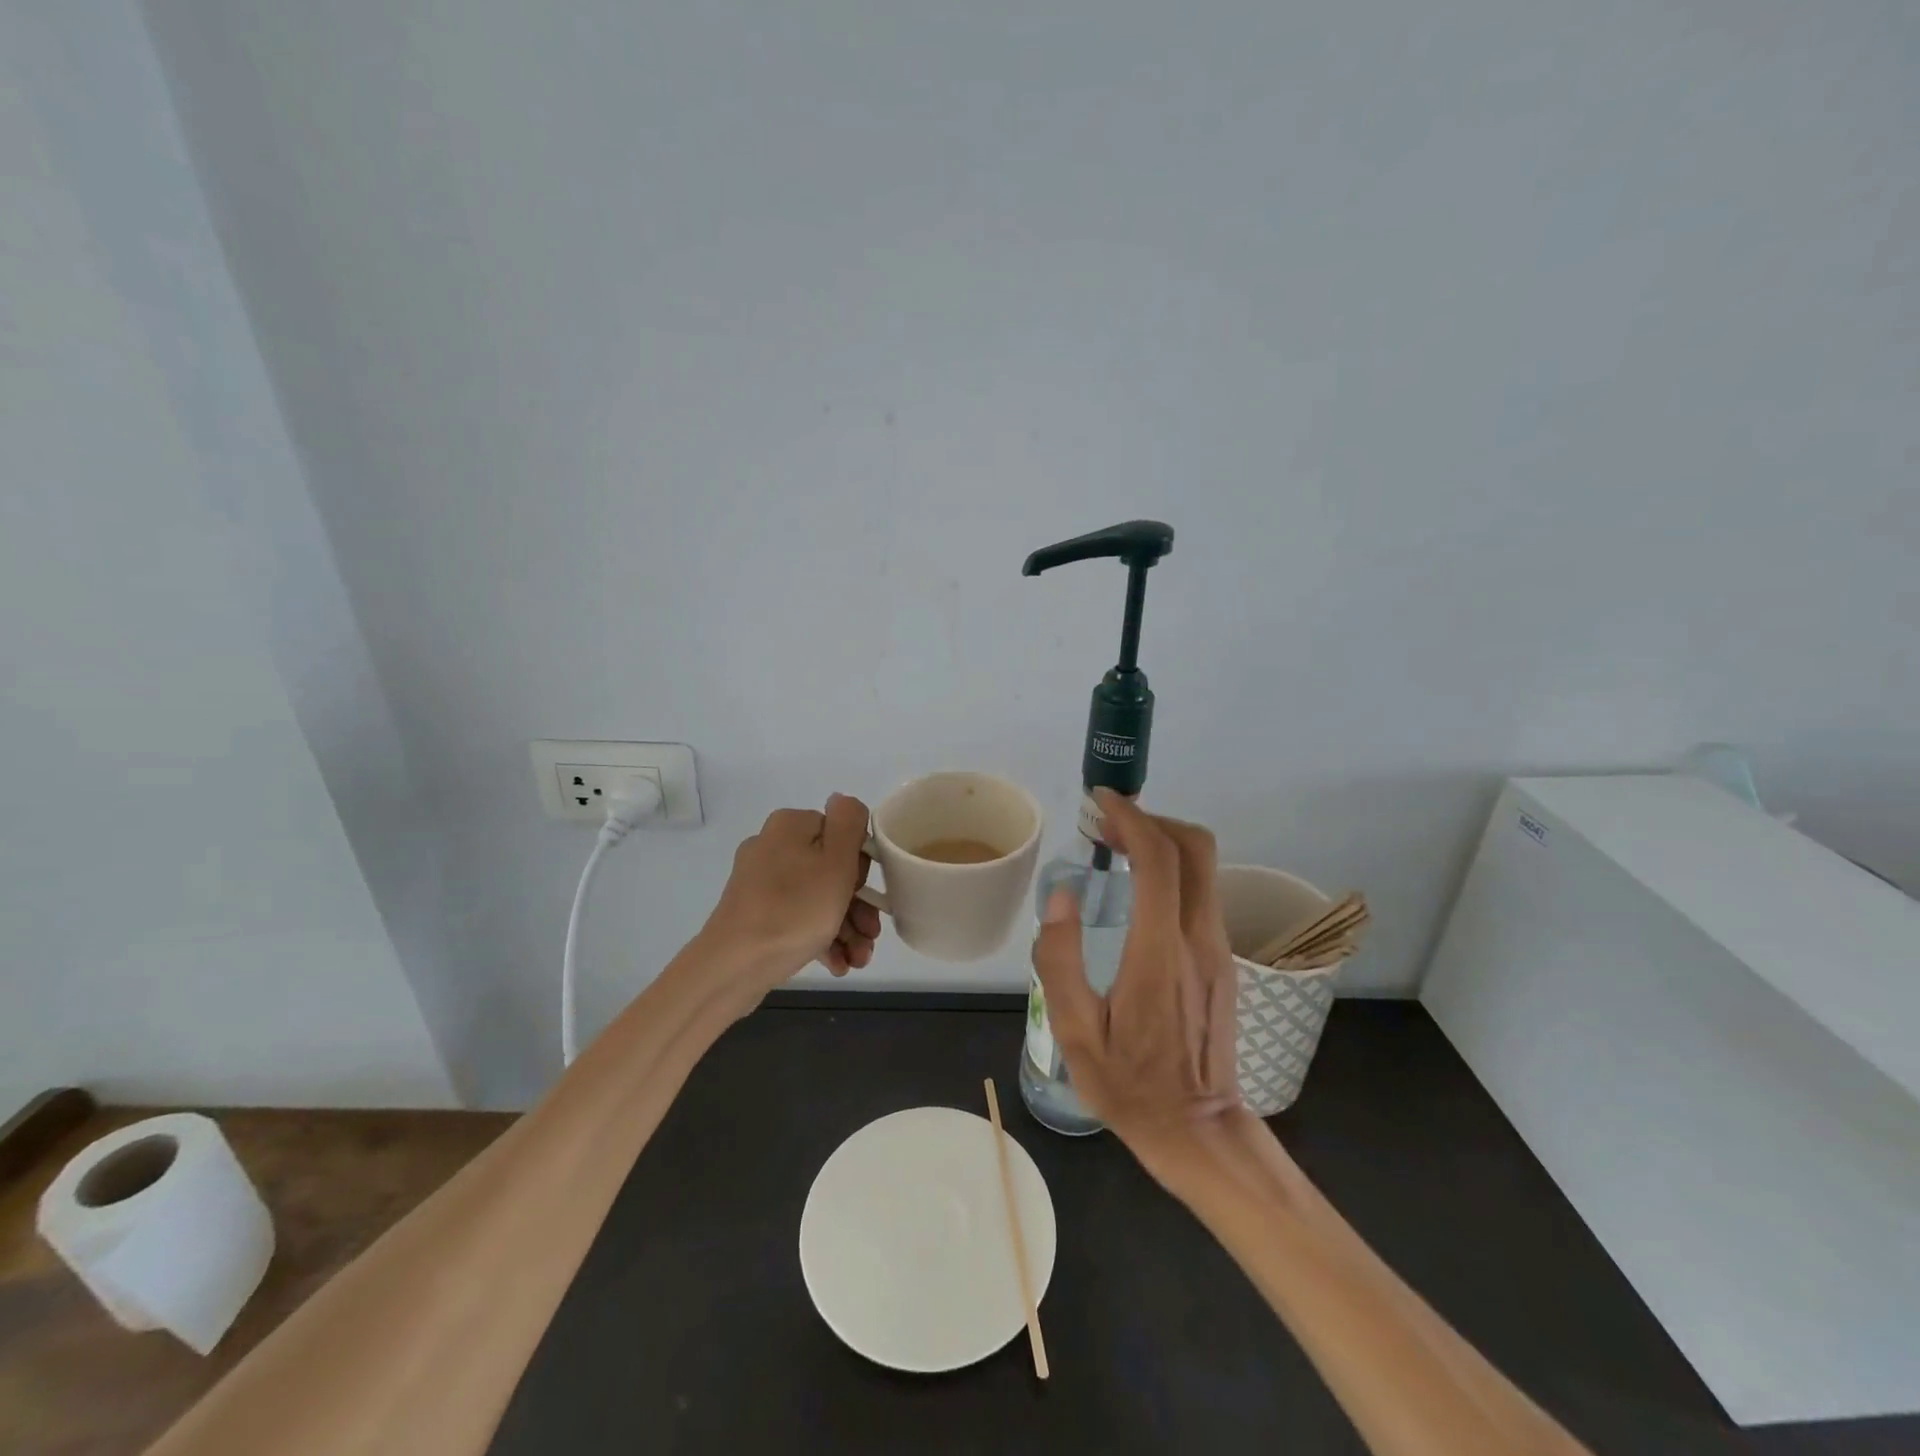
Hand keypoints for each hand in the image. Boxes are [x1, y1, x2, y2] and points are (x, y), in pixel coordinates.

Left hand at [703, 794, 882, 997]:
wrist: (733, 966)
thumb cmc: (794, 911)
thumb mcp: (836, 863)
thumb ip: (849, 823)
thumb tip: (843, 801)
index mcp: (790, 826)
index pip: (842, 835)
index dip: (861, 867)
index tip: (870, 897)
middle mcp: (772, 846)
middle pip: (831, 869)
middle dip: (857, 906)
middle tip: (870, 935)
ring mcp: (760, 882)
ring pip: (816, 897)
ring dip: (844, 927)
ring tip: (858, 959)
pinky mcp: (753, 912)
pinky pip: (796, 917)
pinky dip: (819, 937)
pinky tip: (837, 964)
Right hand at [1031, 788, 1240, 1162]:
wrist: (1200, 1130)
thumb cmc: (1130, 1086)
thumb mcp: (1074, 1032)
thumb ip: (1060, 960)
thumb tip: (1061, 896)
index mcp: (1160, 953)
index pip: (1158, 859)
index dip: (1131, 818)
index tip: (1101, 801)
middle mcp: (1199, 939)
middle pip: (1194, 847)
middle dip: (1152, 820)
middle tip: (1108, 825)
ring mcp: (1219, 948)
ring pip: (1203, 867)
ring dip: (1163, 843)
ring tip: (1117, 850)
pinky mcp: (1224, 960)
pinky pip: (1202, 892)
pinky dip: (1172, 870)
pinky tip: (1139, 890)